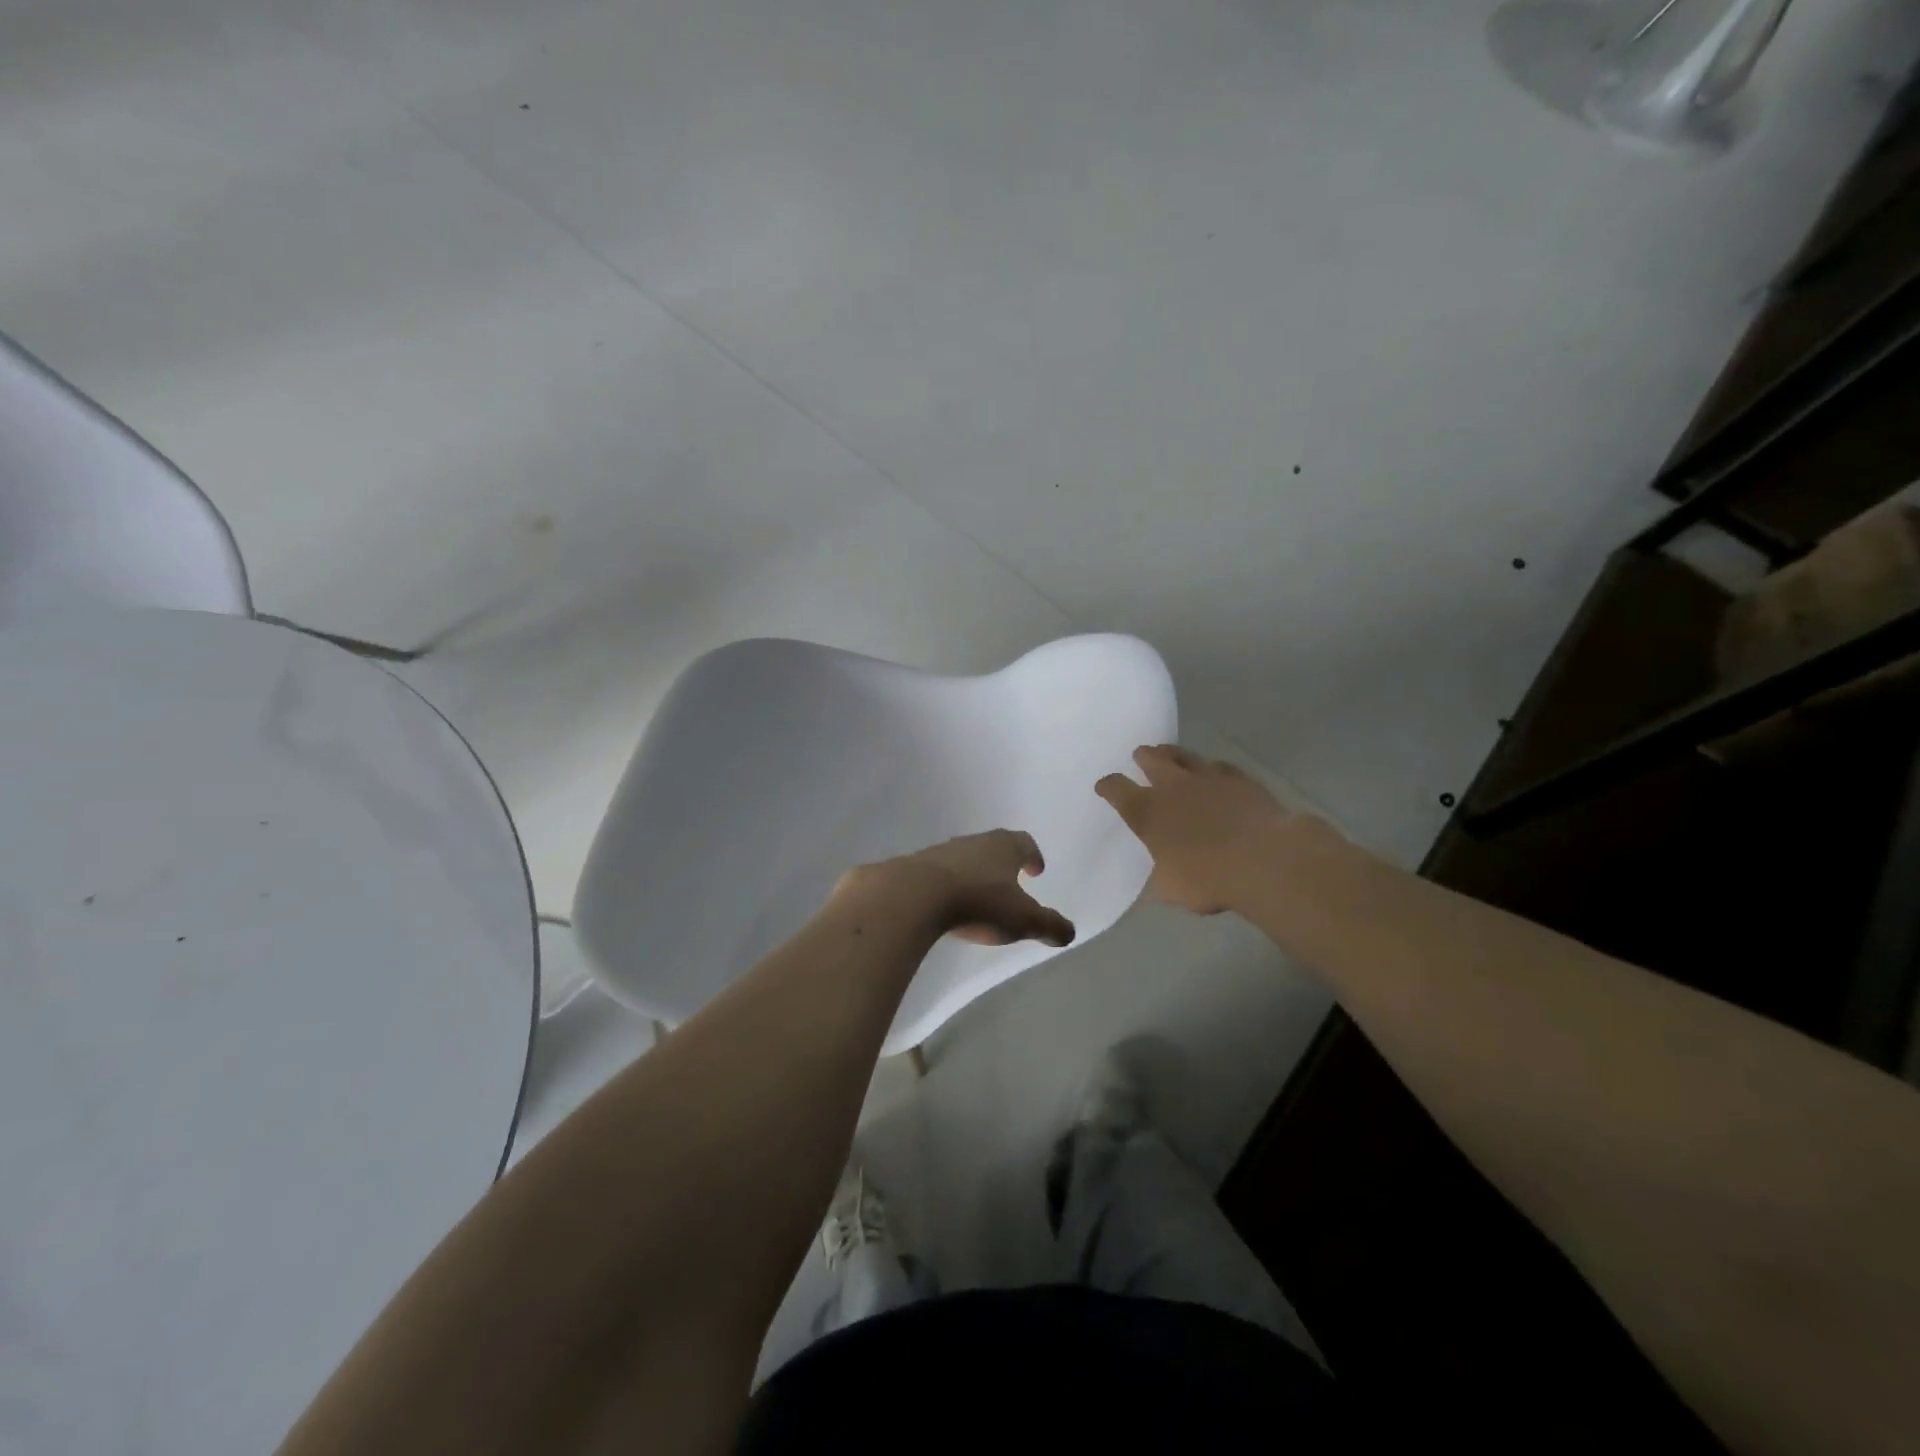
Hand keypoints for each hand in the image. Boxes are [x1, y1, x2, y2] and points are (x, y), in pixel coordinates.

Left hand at [834, 830, 1075, 947]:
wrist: (914, 896)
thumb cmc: (978, 903)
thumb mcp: (1023, 920)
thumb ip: (1049, 925)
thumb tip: (1069, 931)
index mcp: (1004, 846)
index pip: (1024, 843)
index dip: (1033, 855)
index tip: (1036, 869)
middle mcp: (974, 841)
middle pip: (994, 846)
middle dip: (1004, 862)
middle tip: (1010, 880)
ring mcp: (943, 851)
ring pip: (966, 857)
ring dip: (975, 872)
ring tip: (979, 894)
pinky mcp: (916, 866)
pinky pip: (940, 873)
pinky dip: (949, 884)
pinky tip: (948, 903)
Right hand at [1095, 745, 1296, 914]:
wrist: (1264, 860)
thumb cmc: (1209, 878)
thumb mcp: (1171, 890)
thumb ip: (1157, 881)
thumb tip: (1149, 888)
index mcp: (1146, 812)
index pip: (1116, 788)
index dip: (1108, 786)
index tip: (1104, 787)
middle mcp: (1171, 786)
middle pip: (1149, 758)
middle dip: (1142, 757)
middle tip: (1140, 758)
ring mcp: (1206, 777)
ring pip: (1183, 754)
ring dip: (1173, 754)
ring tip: (1171, 756)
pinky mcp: (1238, 778)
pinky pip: (1219, 766)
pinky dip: (1212, 770)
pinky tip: (1215, 776)